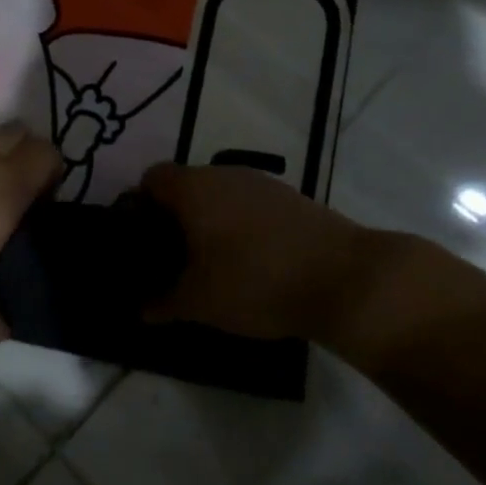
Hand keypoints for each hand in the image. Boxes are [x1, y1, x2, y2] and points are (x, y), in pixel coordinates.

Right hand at [139, 163, 373, 340]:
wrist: (345, 279)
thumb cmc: (256, 282)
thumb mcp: (200, 302)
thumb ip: (163, 303)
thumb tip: (140, 310)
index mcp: (193, 188)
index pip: (151, 178)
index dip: (140, 206)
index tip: (142, 240)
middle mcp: (223, 174)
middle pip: (185, 185)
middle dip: (175, 217)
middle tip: (173, 257)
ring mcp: (261, 184)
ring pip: (220, 195)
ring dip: (210, 221)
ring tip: (212, 263)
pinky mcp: (291, 198)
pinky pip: (250, 205)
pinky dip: (241, 226)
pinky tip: (252, 261)